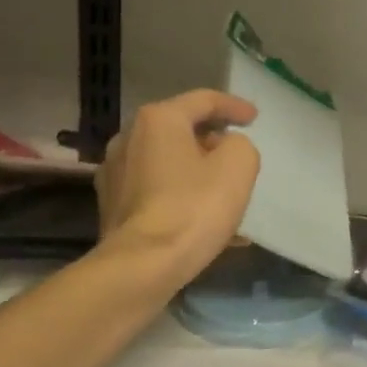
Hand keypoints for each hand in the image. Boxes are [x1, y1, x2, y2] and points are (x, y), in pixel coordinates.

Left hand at [96, 90, 260, 281]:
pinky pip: (156, 190)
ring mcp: (115, 173)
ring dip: (196, 170)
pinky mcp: (112, 206)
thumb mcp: (238, 164)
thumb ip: (239, 144)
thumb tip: (225, 149)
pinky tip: (203, 218)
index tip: (254, 119)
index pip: (204, 100)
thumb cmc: (194, 207)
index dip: (234, 106)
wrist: (143, 266)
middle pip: (180, 129)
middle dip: (211, 139)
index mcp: (159, 120)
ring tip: (223, 189)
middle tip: (236, 152)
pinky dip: (181, 195)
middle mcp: (129, 138)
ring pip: (167, 162)